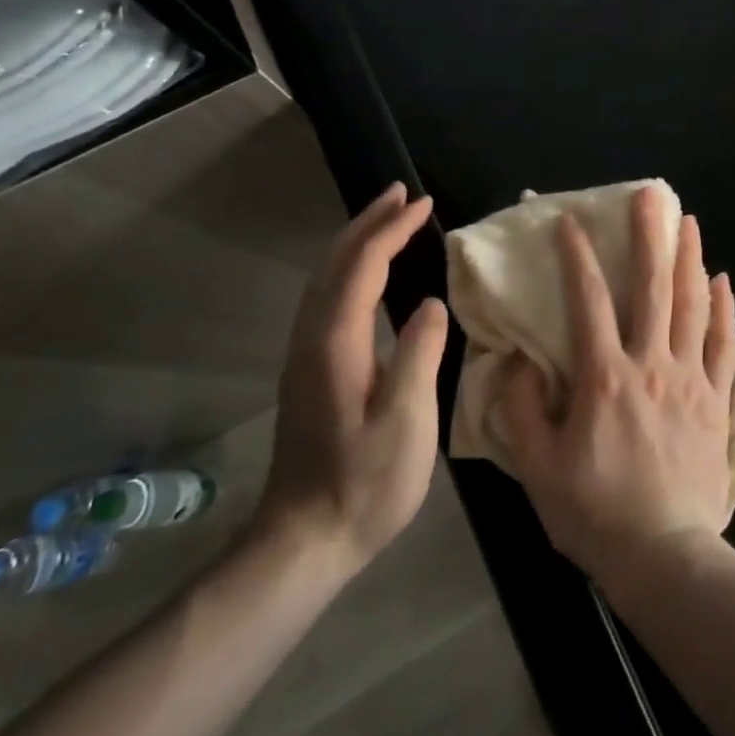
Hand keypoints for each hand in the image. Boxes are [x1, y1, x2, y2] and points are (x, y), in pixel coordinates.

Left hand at [255, 182, 448, 568]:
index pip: (363, 267)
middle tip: (401, 193)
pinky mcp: (308, 371)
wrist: (304, 542)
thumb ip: (419, 355)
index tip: (423, 202)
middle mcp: (312, 339)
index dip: (392, 230)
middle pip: (335, 263)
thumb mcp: (405, 423)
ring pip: (325, 278)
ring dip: (356, 241)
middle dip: (368, 222)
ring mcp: (305, 355)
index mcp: (336, 344)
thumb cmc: (364, 484)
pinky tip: (368, 274)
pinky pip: (327, 297)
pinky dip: (349, 268)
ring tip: (387, 219)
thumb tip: (431, 305)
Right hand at [501, 187, 734, 591]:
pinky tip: (723, 280)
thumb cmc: (595, 512)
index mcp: (604, 376)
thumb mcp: (539, 468)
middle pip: (652, 288)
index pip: (589, 302)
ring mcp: (689, 378)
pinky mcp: (715, 398)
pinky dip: (724, 309)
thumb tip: (515, 360)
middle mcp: (650, 363)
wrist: (665, 555)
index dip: (577, 259)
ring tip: (689, 221)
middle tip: (651, 196)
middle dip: (649, 237)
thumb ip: (521, 410)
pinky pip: (723, 343)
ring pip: (692, 305)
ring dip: (690, 258)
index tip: (570, 222)